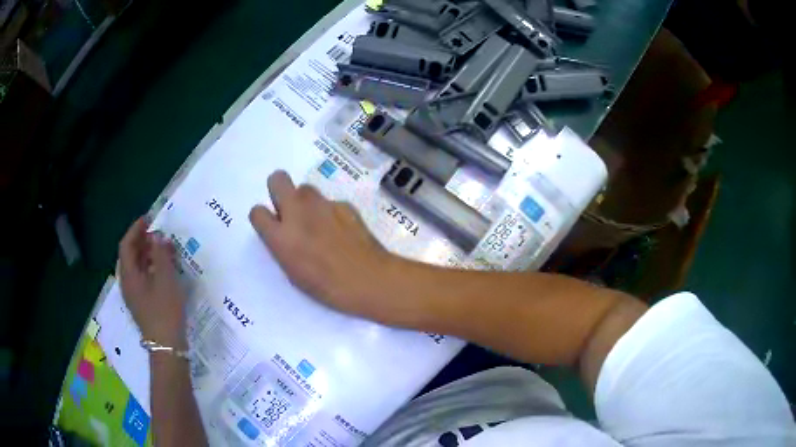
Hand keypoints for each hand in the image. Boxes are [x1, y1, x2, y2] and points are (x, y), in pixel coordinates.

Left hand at [119, 217, 187, 347]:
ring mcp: (134, 295)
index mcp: (128, 275)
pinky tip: (163, 269)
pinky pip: (142, 278)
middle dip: (142, 241)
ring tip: (163, 249)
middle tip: (157, 233)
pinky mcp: (142, 304)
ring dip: (147, 254)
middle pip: (130, 255)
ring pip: (136, 267)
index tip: (149, 219)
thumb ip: (161, 254)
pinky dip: (150, 268)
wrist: (167, 347)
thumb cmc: (165, 311)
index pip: (126, 245)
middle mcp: (127, 283)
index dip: (136, 229)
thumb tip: (158, 236)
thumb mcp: (166, 279)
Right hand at [249, 171, 413, 324]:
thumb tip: (284, 233)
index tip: (272, 226)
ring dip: (305, 201)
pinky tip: (342, 231)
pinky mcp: (344, 204)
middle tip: (289, 210)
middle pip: (277, 179)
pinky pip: (329, 202)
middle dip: (279, 190)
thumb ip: (283, 247)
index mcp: (281, 236)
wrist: (369, 279)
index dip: (263, 218)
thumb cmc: (328, 287)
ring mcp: (322, 205)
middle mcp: (297, 213)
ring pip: (305, 188)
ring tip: (318, 223)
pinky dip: (330, 212)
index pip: (257, 212)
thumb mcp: (294, 273)